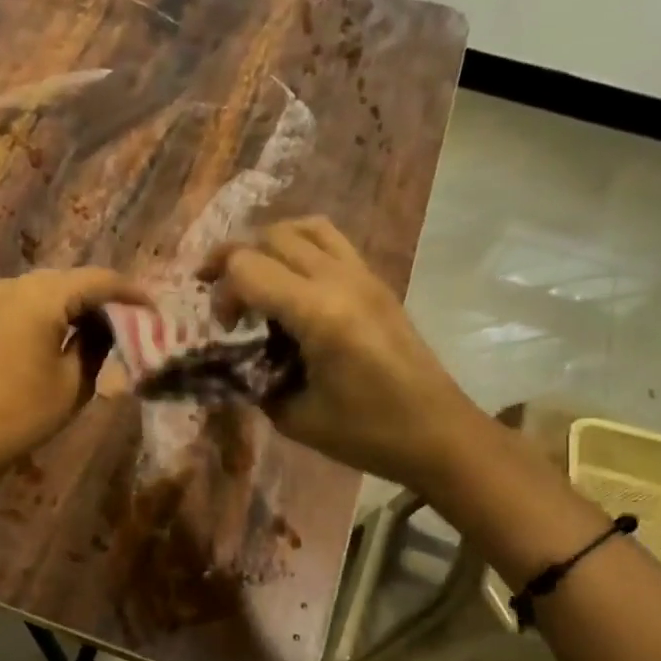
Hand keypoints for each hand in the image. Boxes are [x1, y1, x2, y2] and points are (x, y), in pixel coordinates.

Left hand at [0, 268, 148, 472]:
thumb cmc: (24, 413)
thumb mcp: (74, 382)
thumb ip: (97, 343)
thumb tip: (107, 323)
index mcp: (41, 297)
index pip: (98, 280)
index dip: (131, 292)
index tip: (153, 310)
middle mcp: (15, 284)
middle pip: (71, 279)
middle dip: (102, 297)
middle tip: (130, 320)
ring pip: (48, 288)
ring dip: (75, 303)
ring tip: (102, 327)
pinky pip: (26, 300)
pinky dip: (50, 310)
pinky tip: (67, 331)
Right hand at [200, 217, 478, 484]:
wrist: (437, 433)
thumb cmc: (366, 433)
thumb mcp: (293, 416)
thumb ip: (254, 380)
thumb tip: (233, 361)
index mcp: (319, 313)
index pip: (248, 267)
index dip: (222, 292)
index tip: (225, 329)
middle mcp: (341, 280)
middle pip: (272, 236)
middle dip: (235, 260)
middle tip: (224, 300)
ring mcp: (364, 275)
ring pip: (305, 227)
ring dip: (270, 245)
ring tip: (255, 278)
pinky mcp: (376, 282)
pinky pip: (331, 241)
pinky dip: (300, 249)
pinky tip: (290, 286)